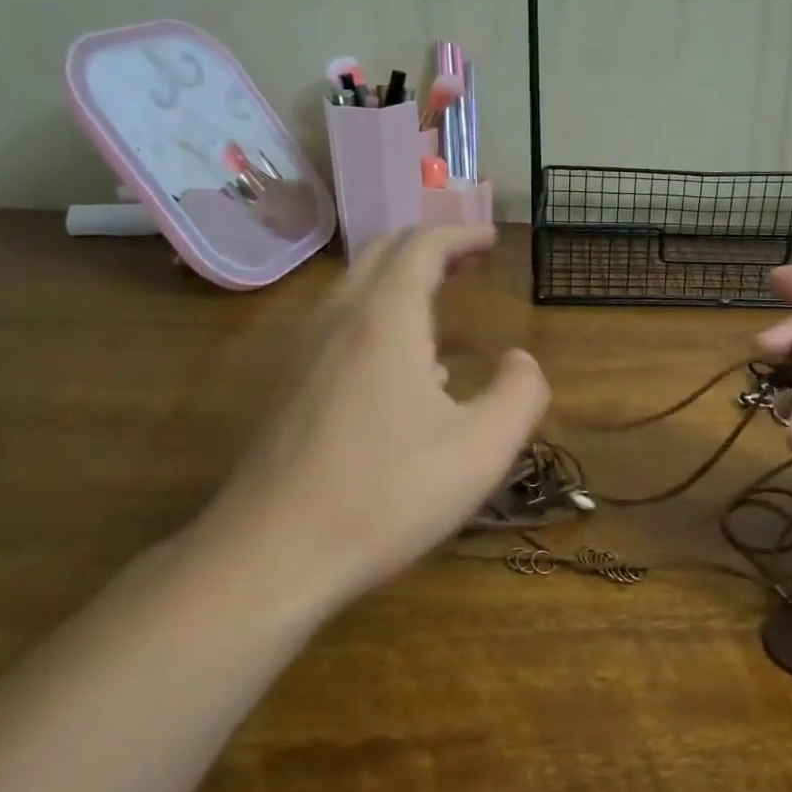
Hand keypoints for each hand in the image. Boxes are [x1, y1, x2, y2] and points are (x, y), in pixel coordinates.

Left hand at [201, 225, 549, 612]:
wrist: (270, 556)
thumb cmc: (386, 494)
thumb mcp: (482, 450)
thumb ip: (520, 394)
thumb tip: (521, 360)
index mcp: (385, 320)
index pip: (422, 246)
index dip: (460, 234)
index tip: (491, 239)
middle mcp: (338, 321)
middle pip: (381, 254)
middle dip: (428, 246)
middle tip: (468, 259)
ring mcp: (303, 354)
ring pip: (353, 290)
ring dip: (399, 282)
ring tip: (440, 307)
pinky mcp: (287, 389)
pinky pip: (338, 328)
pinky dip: (377, 318)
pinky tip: (403, 372)